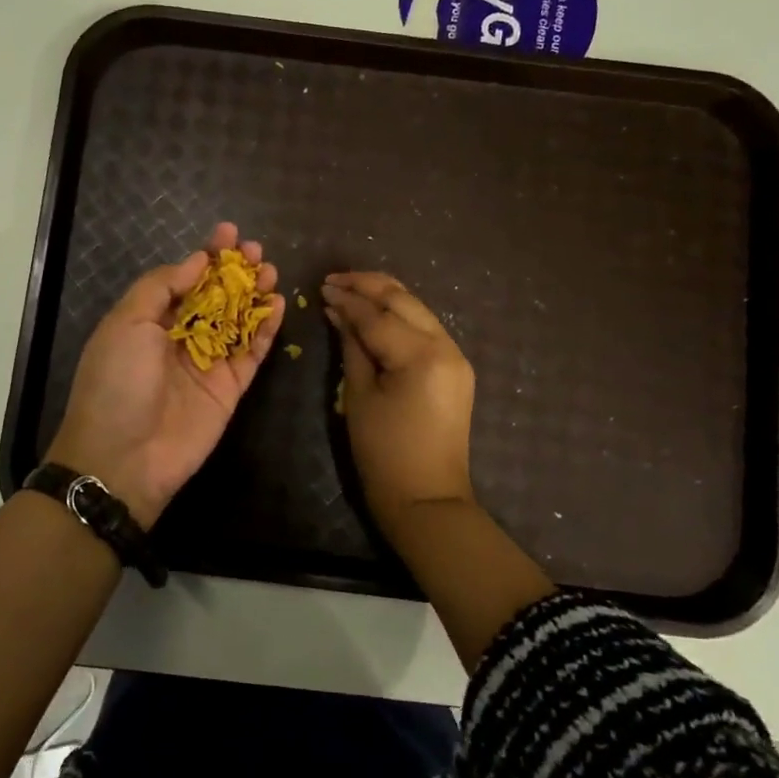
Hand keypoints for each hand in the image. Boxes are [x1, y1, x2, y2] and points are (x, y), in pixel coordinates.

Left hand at [47, 223, 284, 528]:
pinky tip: (279, 303)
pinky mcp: (230, 388)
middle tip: (256, 249)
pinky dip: (267, 329)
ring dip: (255, 294)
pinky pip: (252, 353)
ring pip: (238, 321)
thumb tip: (195, 260)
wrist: (124, 457)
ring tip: (270, 270)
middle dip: (235, 271)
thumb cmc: (117, 381)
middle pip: (216, 296)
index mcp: (150, 320)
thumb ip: (162, 287)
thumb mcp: (126, 322)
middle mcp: (180, 338)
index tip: (227, 232)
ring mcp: (207, 363)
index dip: (206, 255)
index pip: (184, 279)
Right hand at [322, 271, 475, 526]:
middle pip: (404, 301)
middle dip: (368, 286)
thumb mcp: (358, 397)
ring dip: (385, 297)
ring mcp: (456, 356)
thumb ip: (352, 347)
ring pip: (418, 309)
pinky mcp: (455, 368)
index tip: (322, 287)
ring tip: (351, 288)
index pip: (377, 316)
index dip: (347, 300)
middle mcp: (446, 346)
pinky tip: (376, 313)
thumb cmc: (383, 453)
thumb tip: (339, 313)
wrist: (426, 498)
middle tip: (335, 279)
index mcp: (421, 356)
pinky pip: (425, 329)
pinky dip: (400, 317)